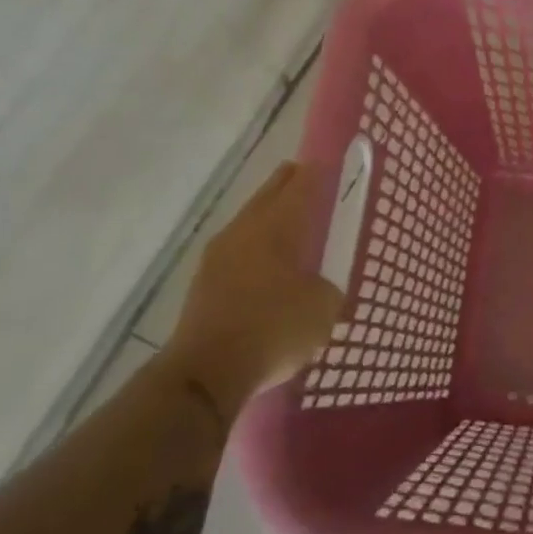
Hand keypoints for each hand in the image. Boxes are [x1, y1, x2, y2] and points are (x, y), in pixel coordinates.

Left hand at [170, 162, 343, 411]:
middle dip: (285, 184)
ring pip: (248, 224)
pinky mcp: (203, 285)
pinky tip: (264, 263)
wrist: (207, 372)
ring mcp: (217, 258)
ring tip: (286, 219)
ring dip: (266, 217)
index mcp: (275, 227)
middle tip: (302, 175)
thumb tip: (321, 290)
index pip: (300, 188)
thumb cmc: (273, 329)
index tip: (325, 162)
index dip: (315, 174)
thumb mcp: (322, 310)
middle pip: (267, 197)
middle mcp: (243, 233)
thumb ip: (328, 291)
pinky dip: (253, 248)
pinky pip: (236, 253)